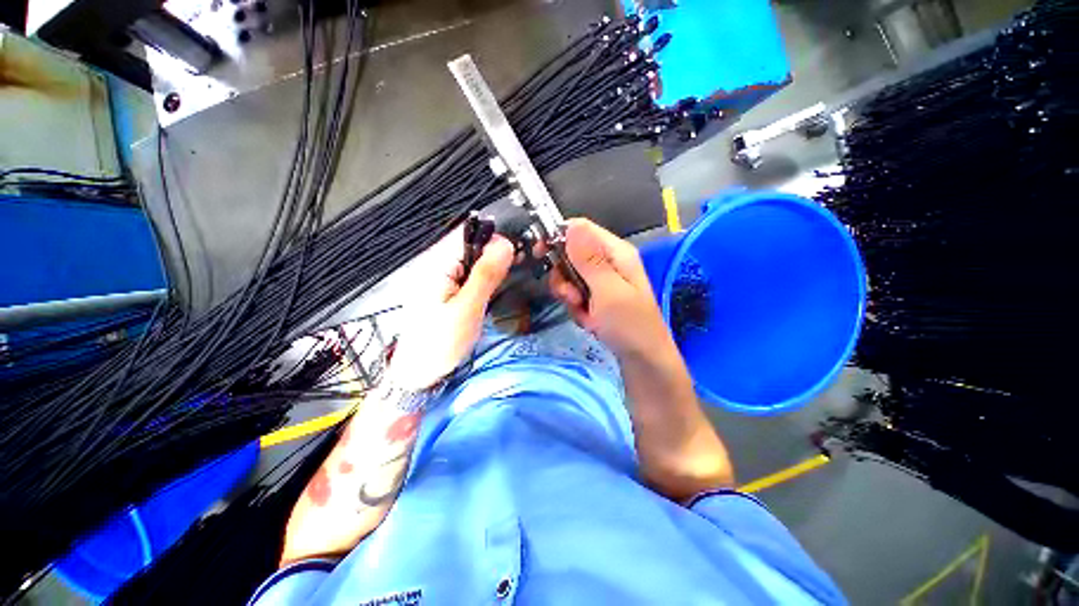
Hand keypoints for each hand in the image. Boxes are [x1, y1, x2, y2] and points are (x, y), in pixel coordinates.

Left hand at [389, 225, 513, 389]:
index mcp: (437, 263)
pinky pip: (471, 274)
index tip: (517, 254)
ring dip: (494, 266)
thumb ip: (485, 275)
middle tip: (518, 269)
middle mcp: (438, 264)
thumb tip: (505, 244)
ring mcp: (442, 277)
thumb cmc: (439, 343)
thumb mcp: (467, 309)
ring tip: (511, 279)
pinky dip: (486, 278)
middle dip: (497, 253)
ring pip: (474, 259)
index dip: (495, 238)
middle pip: (473, 244)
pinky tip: (496, 288)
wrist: (418, 373)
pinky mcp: (447, 289)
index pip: (469, 233)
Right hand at [549, 218, 674, 360]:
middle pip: (570, 254)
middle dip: (564, 277)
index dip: (557, 236)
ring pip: (569, 277)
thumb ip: (589, 259)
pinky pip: (574, 294)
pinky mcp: (597, 297)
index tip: (540, 254)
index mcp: (615, 252)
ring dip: (569, 296)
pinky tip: (589, 321)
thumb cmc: (630, 325)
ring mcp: (601, 281)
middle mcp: (607, 262)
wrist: (643, 361)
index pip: (580, 229)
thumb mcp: (608, 290)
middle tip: (573, 297)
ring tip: (584, 312)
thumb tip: (572, 225)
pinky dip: (576, 308)